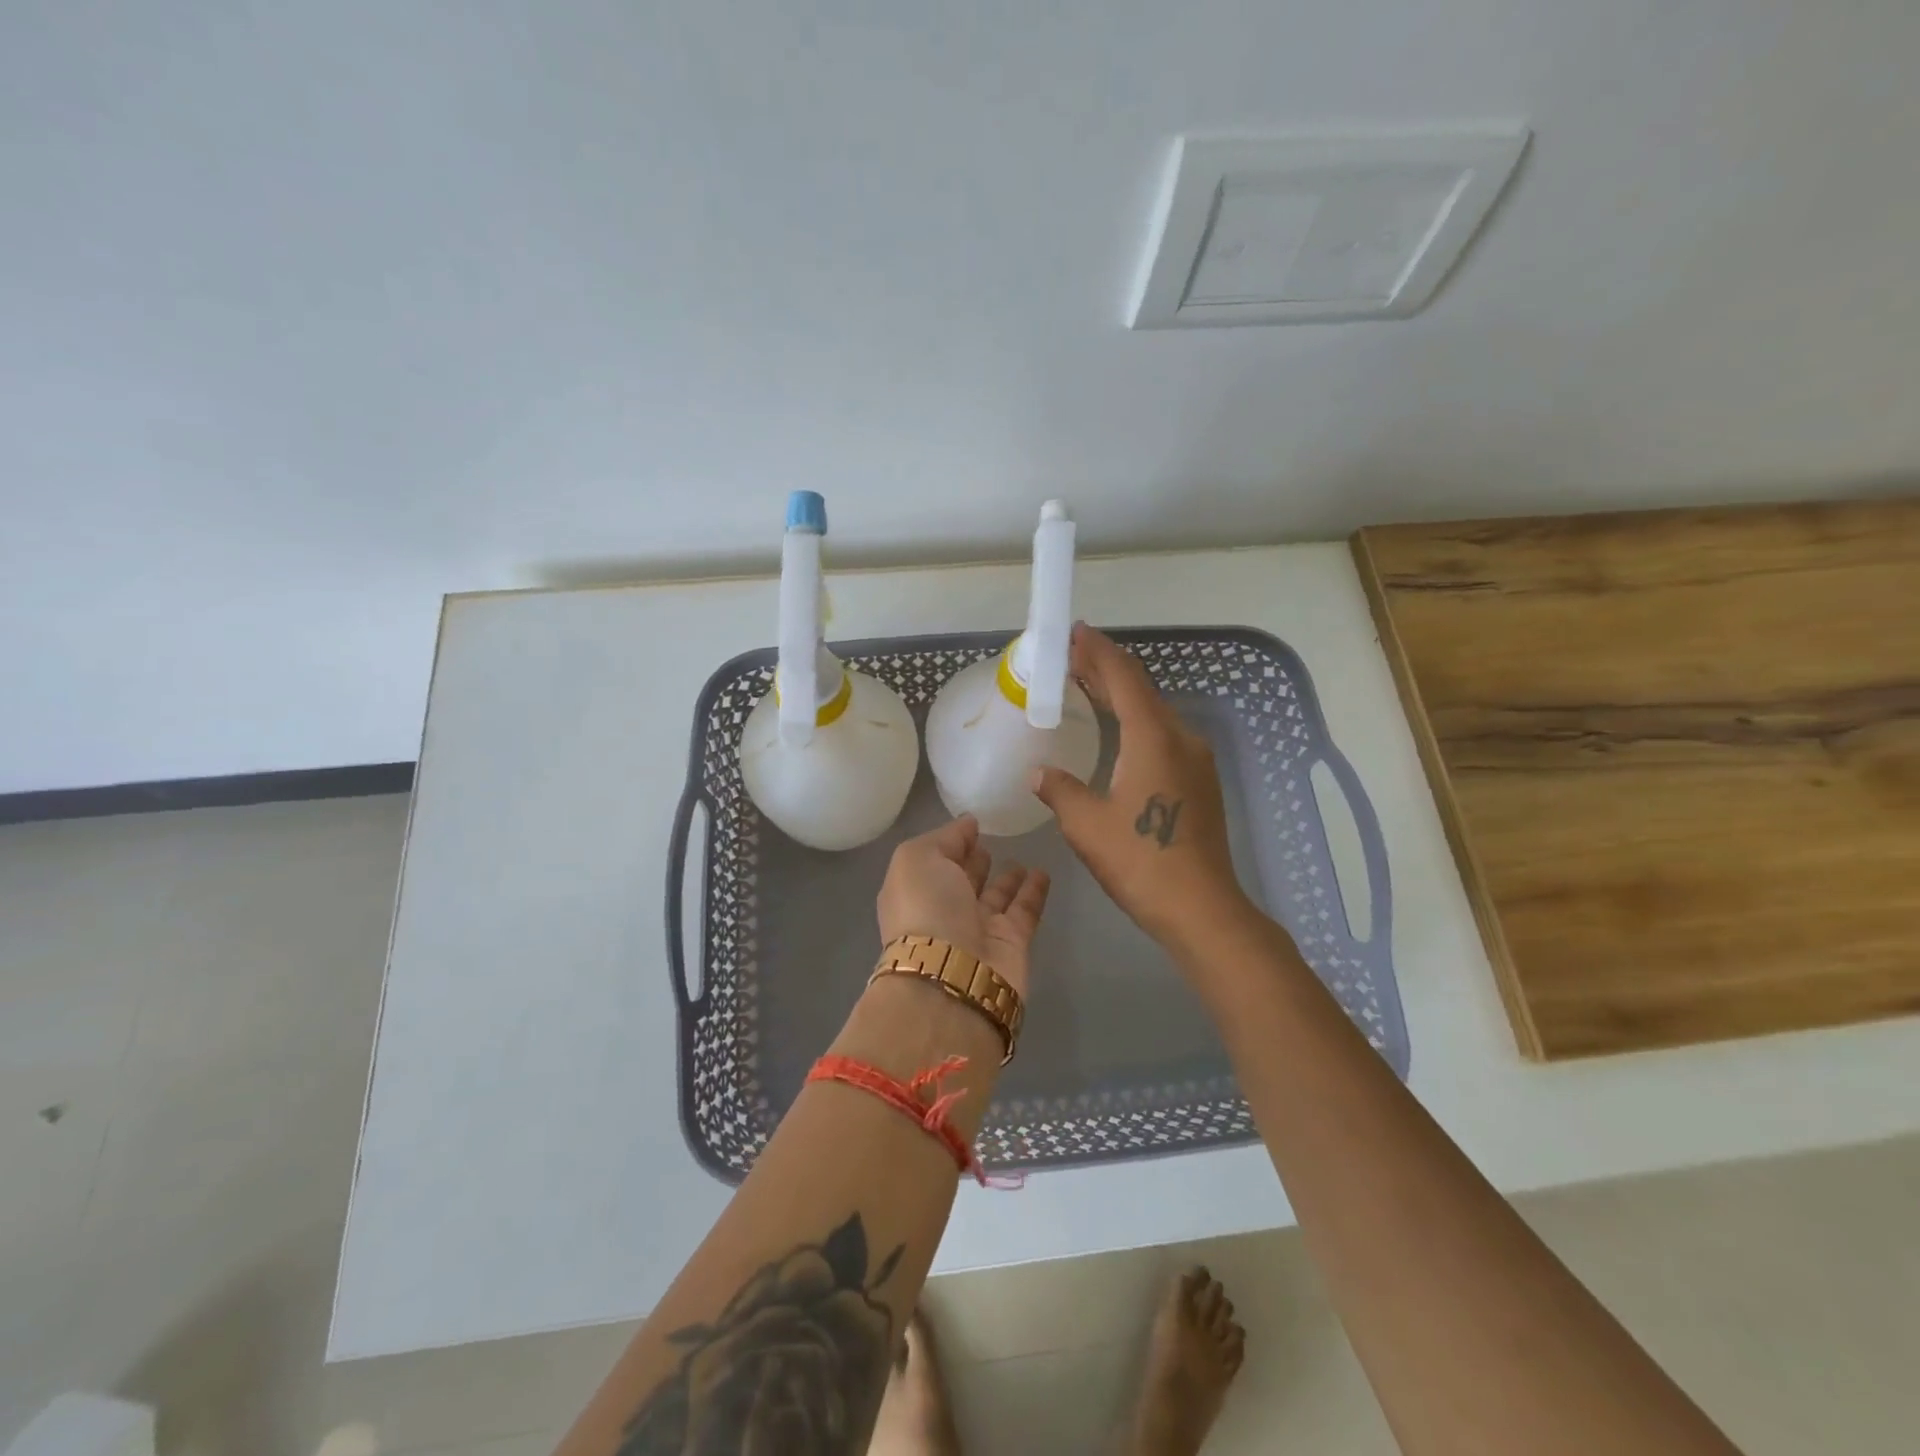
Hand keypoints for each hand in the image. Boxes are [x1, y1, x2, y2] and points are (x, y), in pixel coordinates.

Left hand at [876, 816, 1049, 995]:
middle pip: (962, 881)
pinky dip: (1034, 892)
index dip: (951, 843)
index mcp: (915, 891)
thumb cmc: (926, 908)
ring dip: (1007, 879)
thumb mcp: (917, 858)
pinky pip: (1025, 910)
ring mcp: (978, 930)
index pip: (934, 861)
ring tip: (1021, 857)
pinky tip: (1043, 872)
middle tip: (993, 842)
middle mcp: (944, 911)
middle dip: (975, 863)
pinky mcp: (1012, 943)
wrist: (953, 976)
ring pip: (995, 898)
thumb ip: (944, 837)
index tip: (972, 825)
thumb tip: (968, 824)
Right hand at [1030, 624, 1250, 951]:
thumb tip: (1041, 773)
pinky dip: (1136, 721)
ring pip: (1154, 713)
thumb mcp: (1086, 825)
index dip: (1098, 651)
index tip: (1076, 632)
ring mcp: (1195, 761)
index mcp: (1153, 738)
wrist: (1201, 908)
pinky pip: (1163, 735)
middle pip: (1141, 690)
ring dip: (1122, 696)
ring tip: (1089, 686)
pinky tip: (1119, 733)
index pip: (1124, 678)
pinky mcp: (1199, 782)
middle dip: (1106, 669)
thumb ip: (1060, 790)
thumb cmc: (1140, 862)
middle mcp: (1180, 738)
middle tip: (1073, 654)